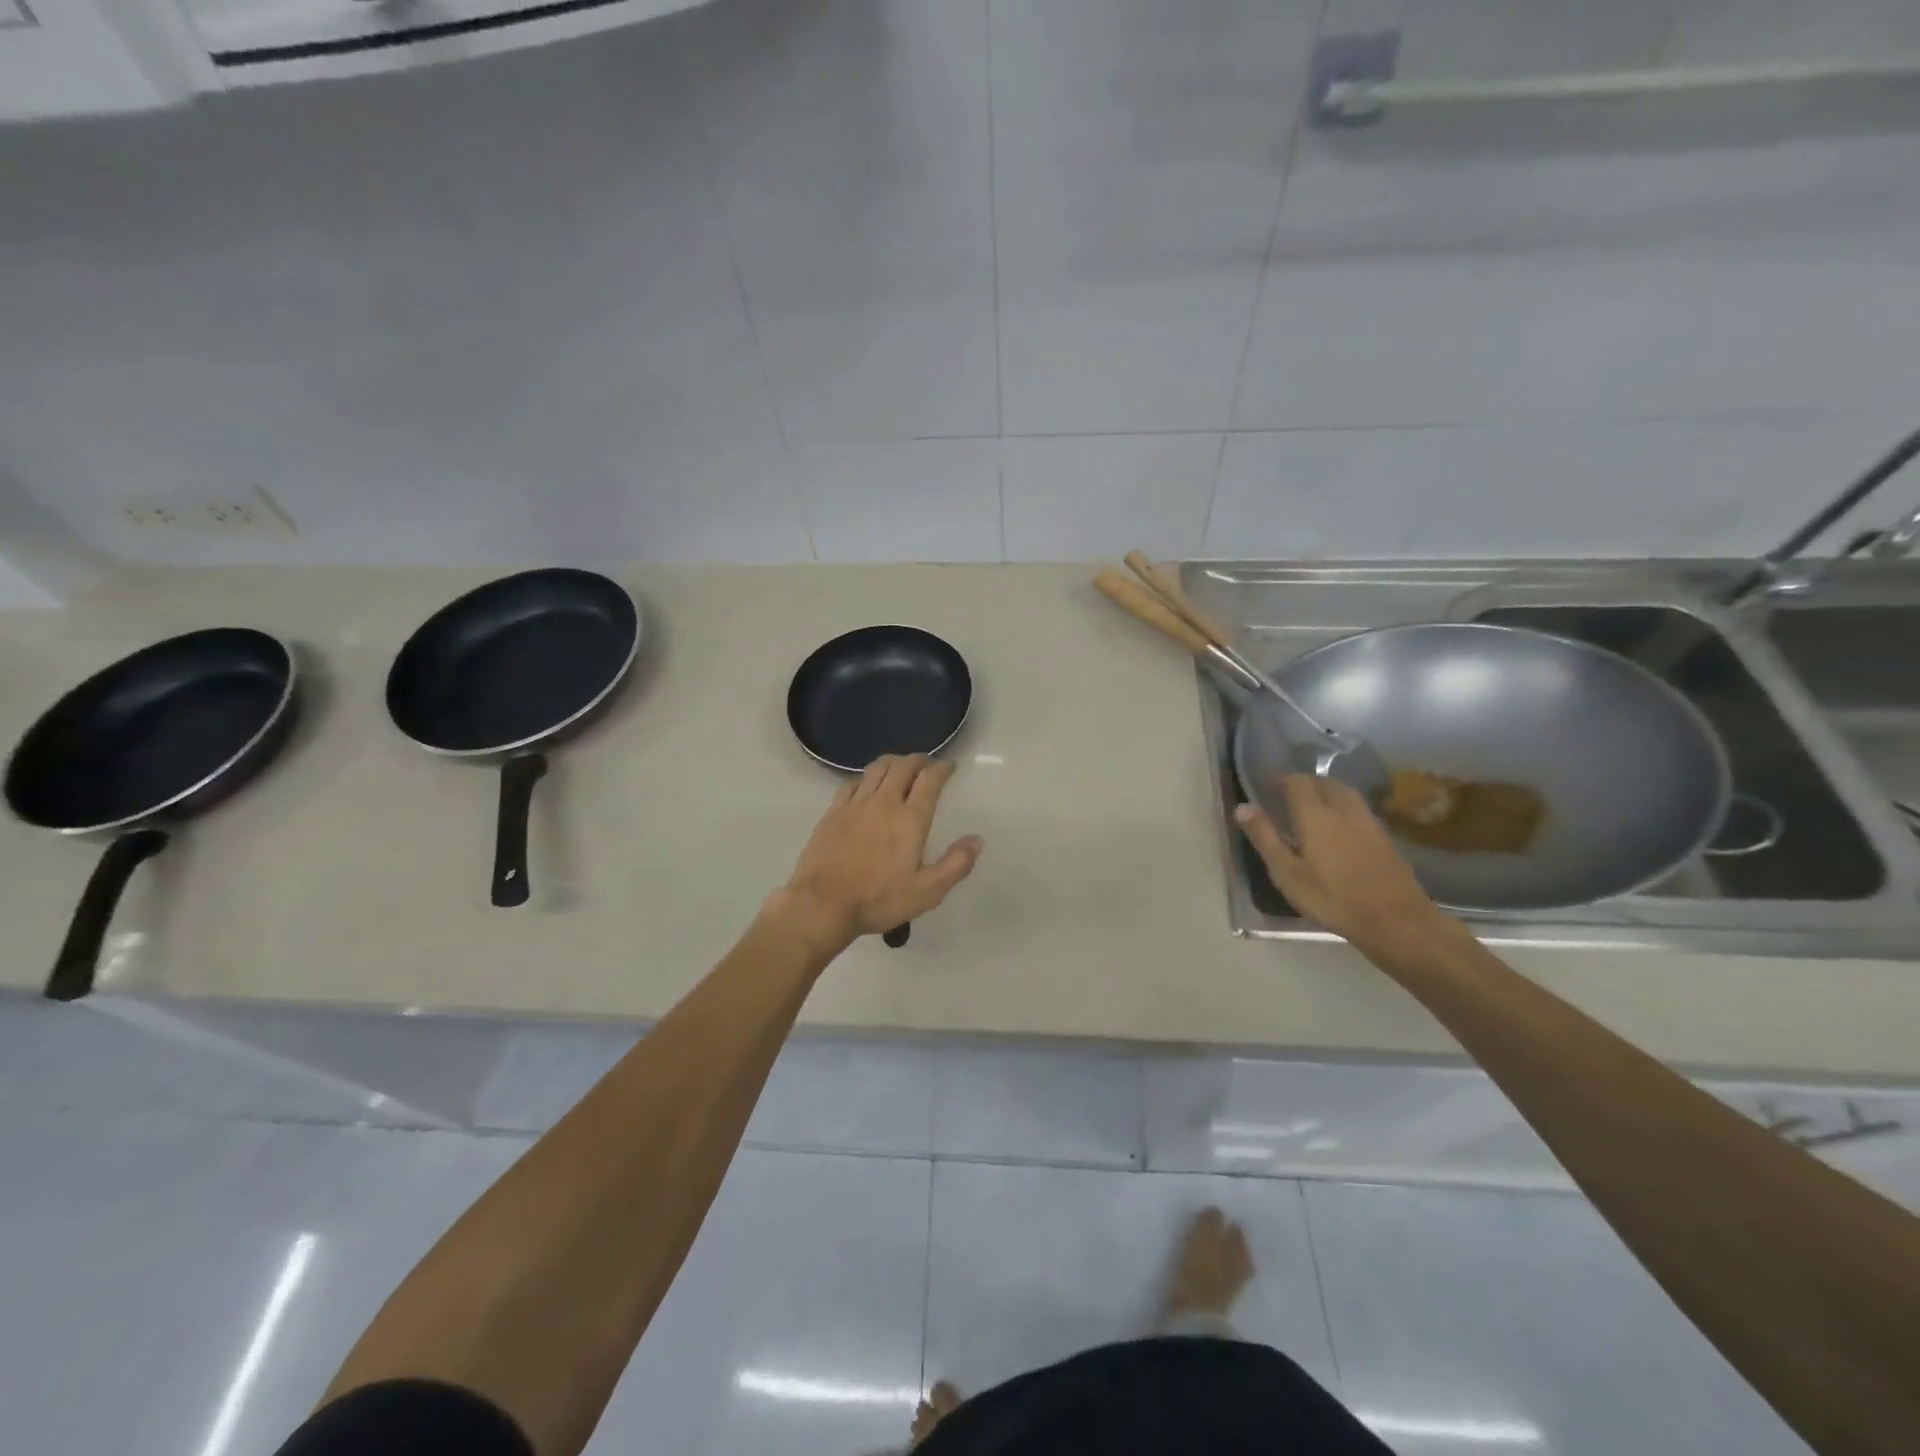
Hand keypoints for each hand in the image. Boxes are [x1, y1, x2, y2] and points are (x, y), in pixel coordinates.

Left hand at [780, 755, 982, 944]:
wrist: (822, 905)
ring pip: (877, 768)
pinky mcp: (833, 812)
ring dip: (893, 762)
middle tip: (927, 765)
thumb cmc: (878, 899)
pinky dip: (866, 777)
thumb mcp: (926, 892)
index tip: (949, 767)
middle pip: (903, 766)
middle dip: (919, 760)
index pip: (930, 780)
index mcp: (910, 819)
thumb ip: (955, 864)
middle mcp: (884, 802)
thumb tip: (976, 839)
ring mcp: (855, 804)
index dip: (942, 768)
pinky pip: (852, 782)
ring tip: (900, 767)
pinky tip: (867, 785)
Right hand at [1234, 774, 1445, 953]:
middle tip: (1287, 793)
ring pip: (1346, 793)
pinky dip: (1344, 806)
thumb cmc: (1332, 899)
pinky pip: (1359, 808)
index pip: (1297, 782)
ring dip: (1327, 790)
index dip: (1280, 778)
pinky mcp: (1385, 838)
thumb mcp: (1287, 873)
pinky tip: (1340, 824)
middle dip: (1305, 782)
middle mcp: (1343, 810)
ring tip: (1313, 803)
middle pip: (1324, 782)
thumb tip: (1242, 806)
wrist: (1396, 921)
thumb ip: (1265, 837)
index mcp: (1316, 815)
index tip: (1265, 783)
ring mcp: (1368, 822)